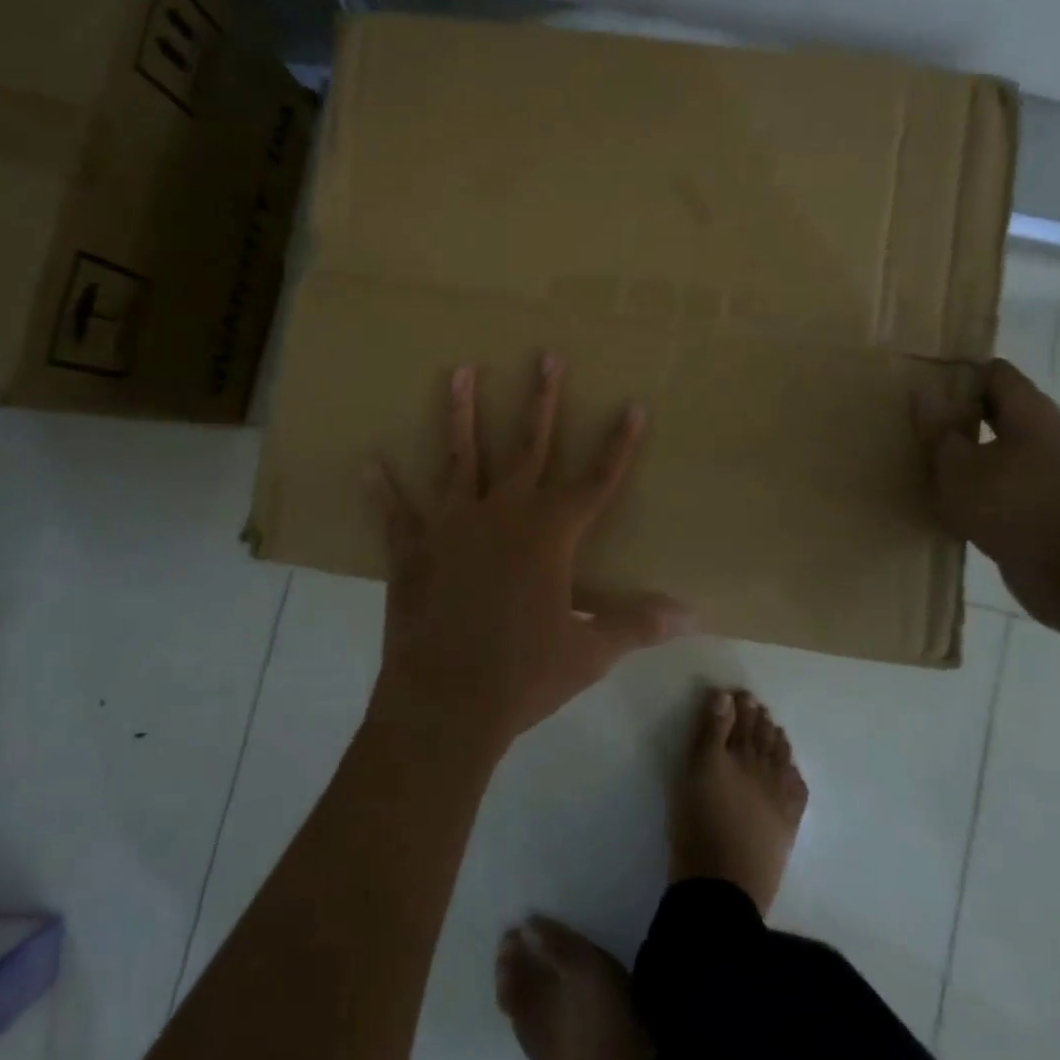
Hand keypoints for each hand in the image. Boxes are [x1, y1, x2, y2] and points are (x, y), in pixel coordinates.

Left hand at [366, 353, 689, 754]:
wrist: (447, 703)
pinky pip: (395, 513)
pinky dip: (382, 490)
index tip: (631, 405)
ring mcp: (453, 525)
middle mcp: (503, 514)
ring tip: (457, 370)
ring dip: (460, 414)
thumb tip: (691, 615)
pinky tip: (368, 463)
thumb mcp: (590, 651)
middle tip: (546, 356)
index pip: (597, 480)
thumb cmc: (525, 674)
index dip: (618, 444)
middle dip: (542, 400)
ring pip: (460, 457)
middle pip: (528, 447)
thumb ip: (637, 623)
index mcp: (549, 534)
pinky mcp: (413, 549)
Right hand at [913, 358, 1059, 618]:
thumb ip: (938, 429)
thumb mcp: (957, 466)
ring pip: (1005, 447)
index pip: (996, 372)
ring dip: (972, 451)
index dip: (961, 372)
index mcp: (1030, 413)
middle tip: (920, 420)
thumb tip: (923, 392)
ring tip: (930, 459)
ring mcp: (1055, 472)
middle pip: (1002, 409)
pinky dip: (985, 483)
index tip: (925, 383)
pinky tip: (956, 499)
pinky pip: (1011, 481)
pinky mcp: (1052, 506)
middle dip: (962, 412)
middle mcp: (1049, 434)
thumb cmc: (1013, 507)